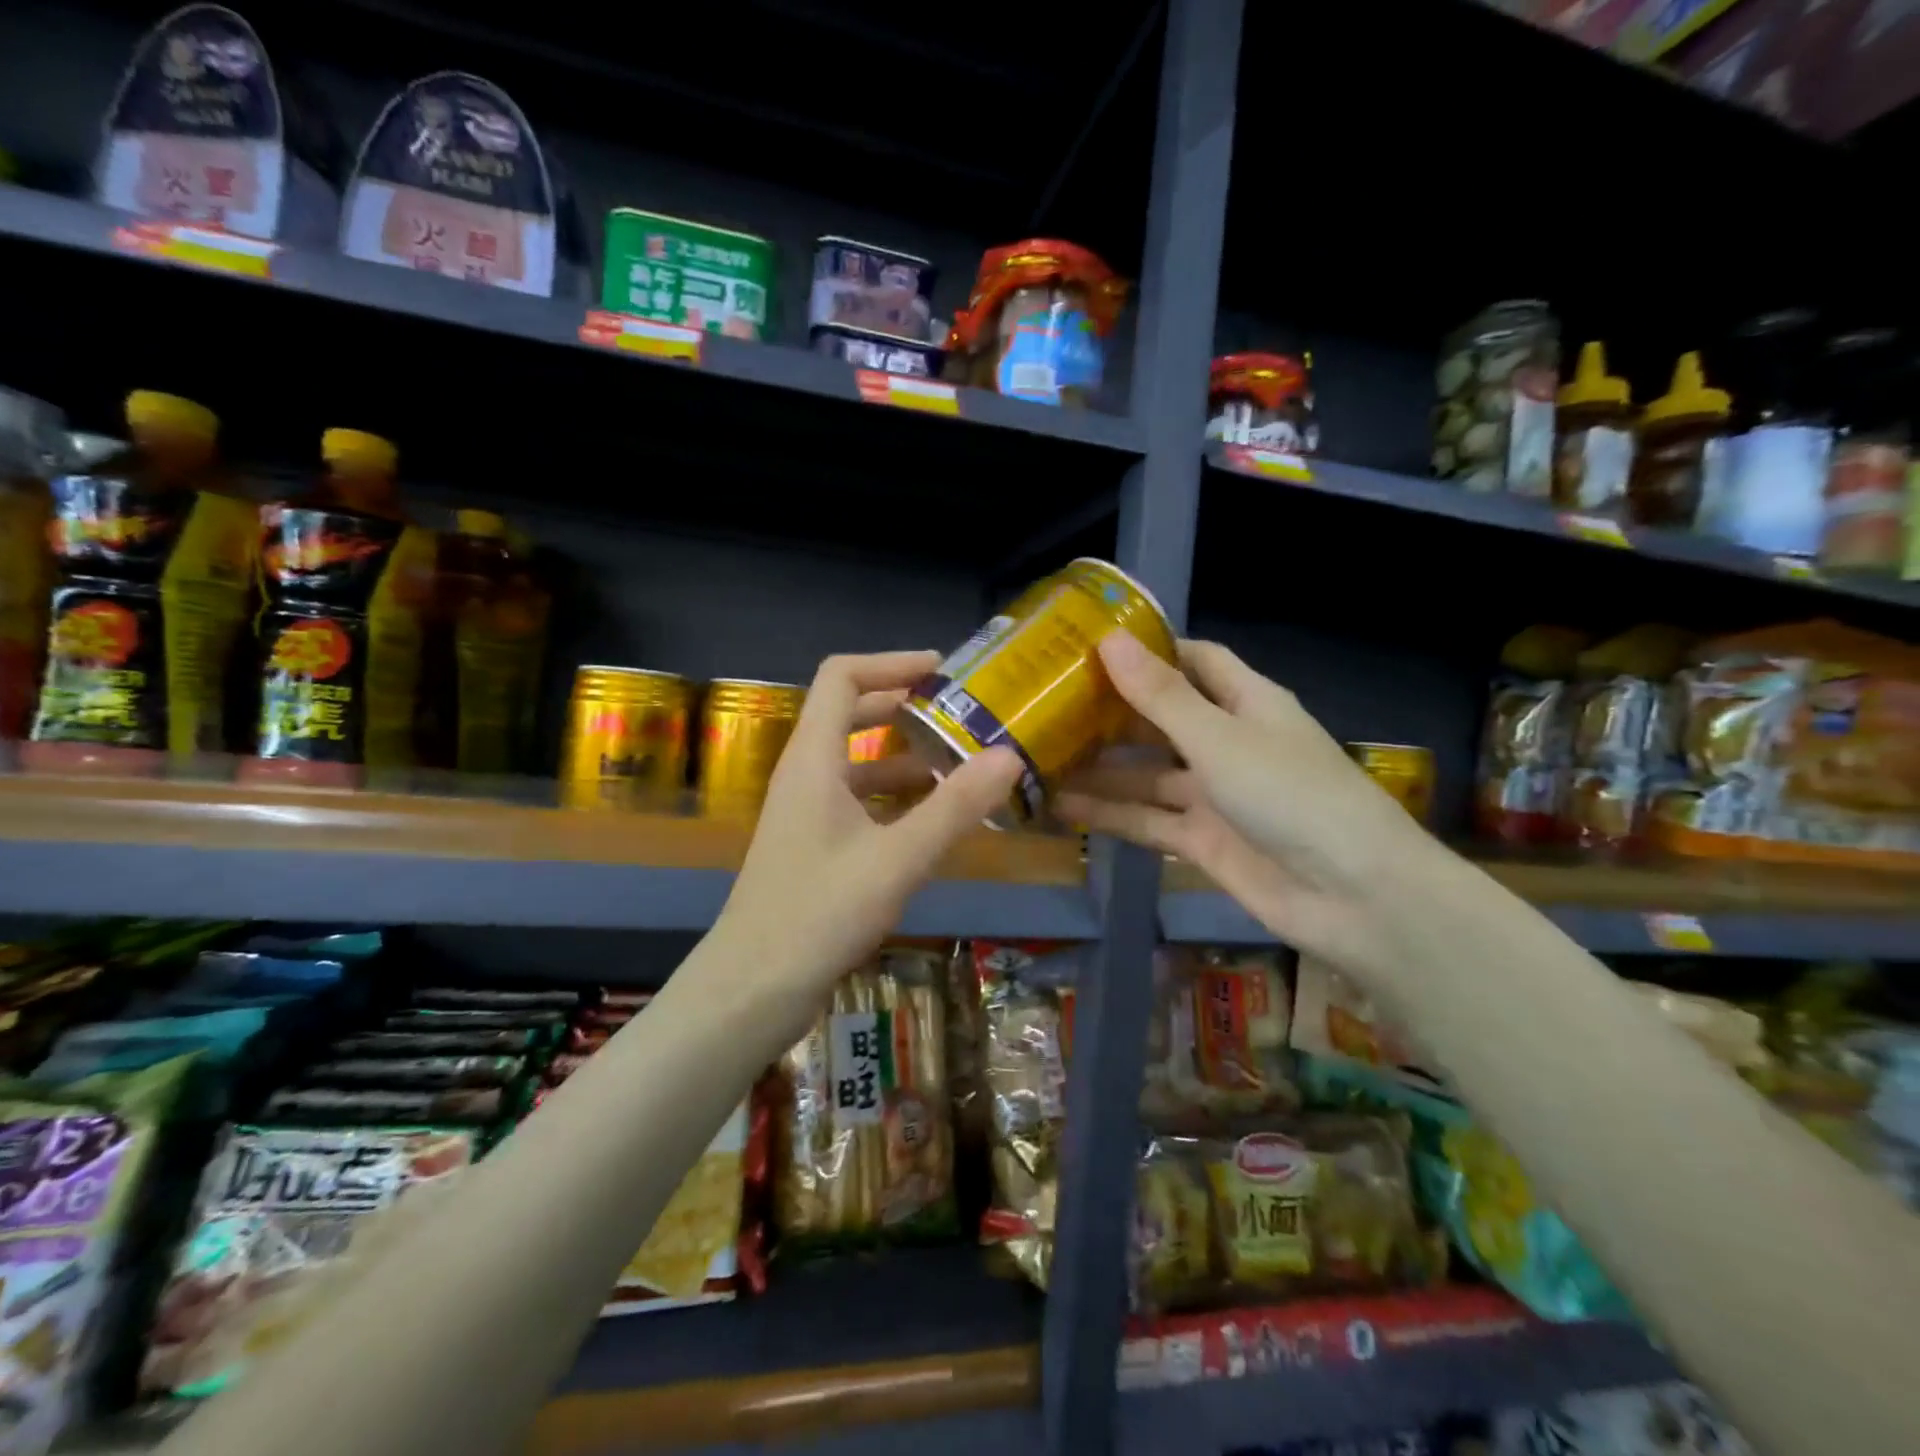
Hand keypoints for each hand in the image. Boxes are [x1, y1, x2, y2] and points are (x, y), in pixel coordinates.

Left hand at [714, 650, 1021, 999]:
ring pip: (858, 762)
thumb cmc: (820, 912)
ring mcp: (807, 812)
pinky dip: (896, 797)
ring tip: (962, 766)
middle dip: (905, 708)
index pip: (842, 677)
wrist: (754, 987)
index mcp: (813, 759)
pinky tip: (934, 819)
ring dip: (905, 757)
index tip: (941, 670)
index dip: (890, 663)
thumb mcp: (897, 858)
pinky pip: (859, 800)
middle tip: (960, 715)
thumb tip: (1009, 756)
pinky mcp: (813, 845)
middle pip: (850, 714)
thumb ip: (954, 807)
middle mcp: (805, 774)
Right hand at [1056, 632, 1439, 970]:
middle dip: (1111, 712)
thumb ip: (1161, 697)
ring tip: (1040, 757)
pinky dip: (1109, 814)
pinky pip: (1147, 820)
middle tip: (1047, 704)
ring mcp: (1213, 795)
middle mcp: (1227, 743)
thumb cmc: (1291, 795)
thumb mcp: (1219, 738)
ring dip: (1100, 769)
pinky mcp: (1201, 841)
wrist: (1353, 897)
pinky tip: (1061, 807)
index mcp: (1246, 703)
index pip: (1194, 661)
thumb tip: (1110, 640)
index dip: (1148, 651)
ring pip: (1146, 774)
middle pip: (1161, 718)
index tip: (1090, 646)